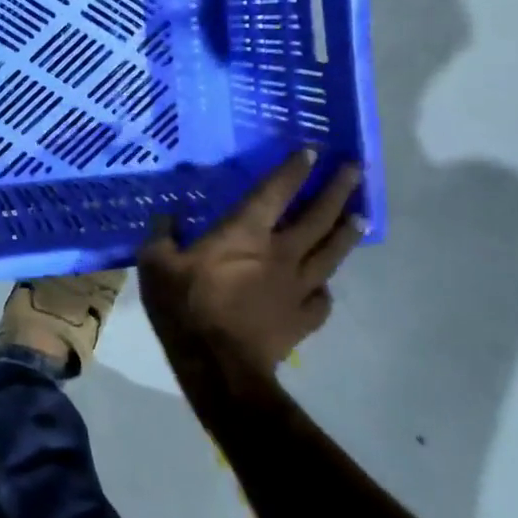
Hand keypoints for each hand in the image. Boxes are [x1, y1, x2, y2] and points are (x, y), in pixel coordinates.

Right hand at [138, 150, 364, 380]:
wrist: (218, 366)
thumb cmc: (185, 306)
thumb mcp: (155, 264)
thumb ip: (161, 236)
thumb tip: (166, 217)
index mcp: (245, 233)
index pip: (275, 192)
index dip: (294, 170)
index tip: (312, 151)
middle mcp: (280, 253)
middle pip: (317, 217)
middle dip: (336, 190)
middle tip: (356, 170)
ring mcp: (296, 287)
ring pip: (330, 254)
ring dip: (346, 233)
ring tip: (362, 216)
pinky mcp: (302, 319)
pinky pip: (322, 299)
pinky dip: (325, 288)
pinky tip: (324, 286)